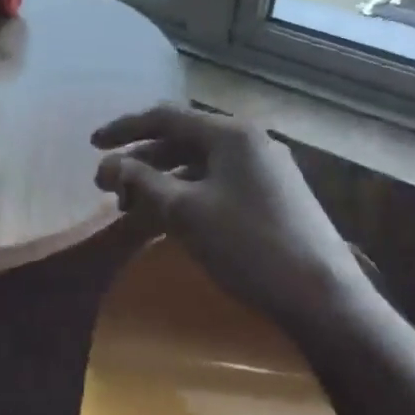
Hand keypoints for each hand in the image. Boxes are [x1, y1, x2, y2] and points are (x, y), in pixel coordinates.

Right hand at [92, 104, 387, 344]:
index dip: (124, 129)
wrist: (322, 296)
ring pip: (199, 165)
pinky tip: (168, 219)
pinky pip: (217, 183)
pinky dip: (187, 195)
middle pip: (181, 140)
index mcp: (230, 133)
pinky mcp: (272, 195)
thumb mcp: (185, 212)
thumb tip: (108, 166)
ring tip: (132, 209)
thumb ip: (142, 183)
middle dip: (141, 161)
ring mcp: (265, 168)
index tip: (92, 145)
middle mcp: (249, 141)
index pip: (165, 117)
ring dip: (162, 181)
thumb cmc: (247, 245)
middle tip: (108, 188)